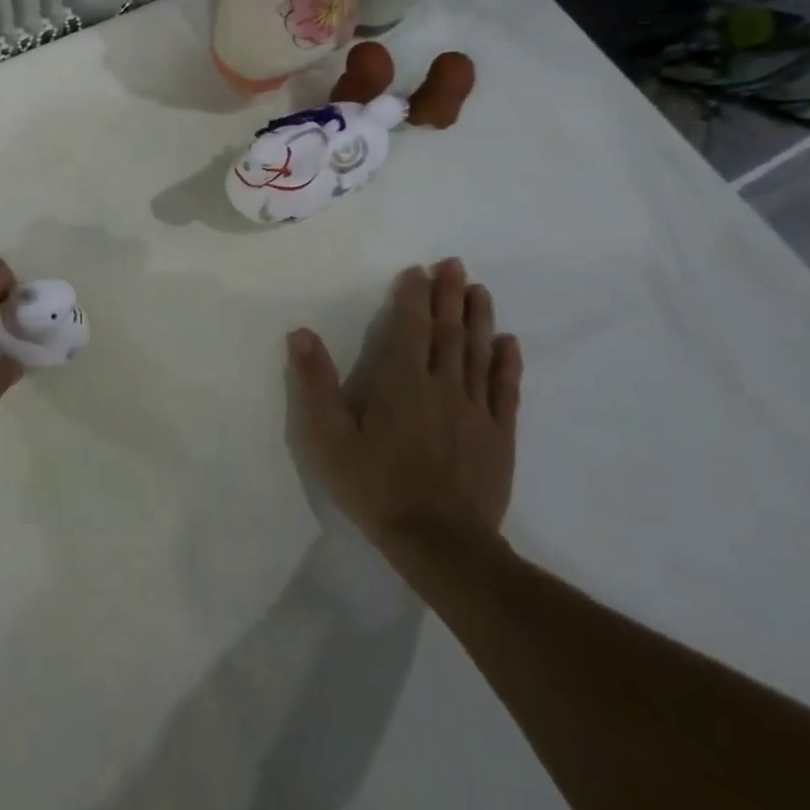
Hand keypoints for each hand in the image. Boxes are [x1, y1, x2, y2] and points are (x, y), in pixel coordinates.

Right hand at [287, 259, 522, 560]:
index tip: (418, 270)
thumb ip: (315, 384)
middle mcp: (442, 386)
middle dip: (450, 295)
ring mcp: (476, 411)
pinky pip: (506, 391)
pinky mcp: (499, 437)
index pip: (410, 328)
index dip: (414, 297)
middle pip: (448, 332)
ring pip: (478, 353)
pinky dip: (507, 364)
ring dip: (479, 319)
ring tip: (480, 290)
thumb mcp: (328, 438)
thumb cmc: (377, 487)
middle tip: (455, 264)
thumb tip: (301, 333)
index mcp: (401, 382)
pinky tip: (508, 344)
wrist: (441, 545)